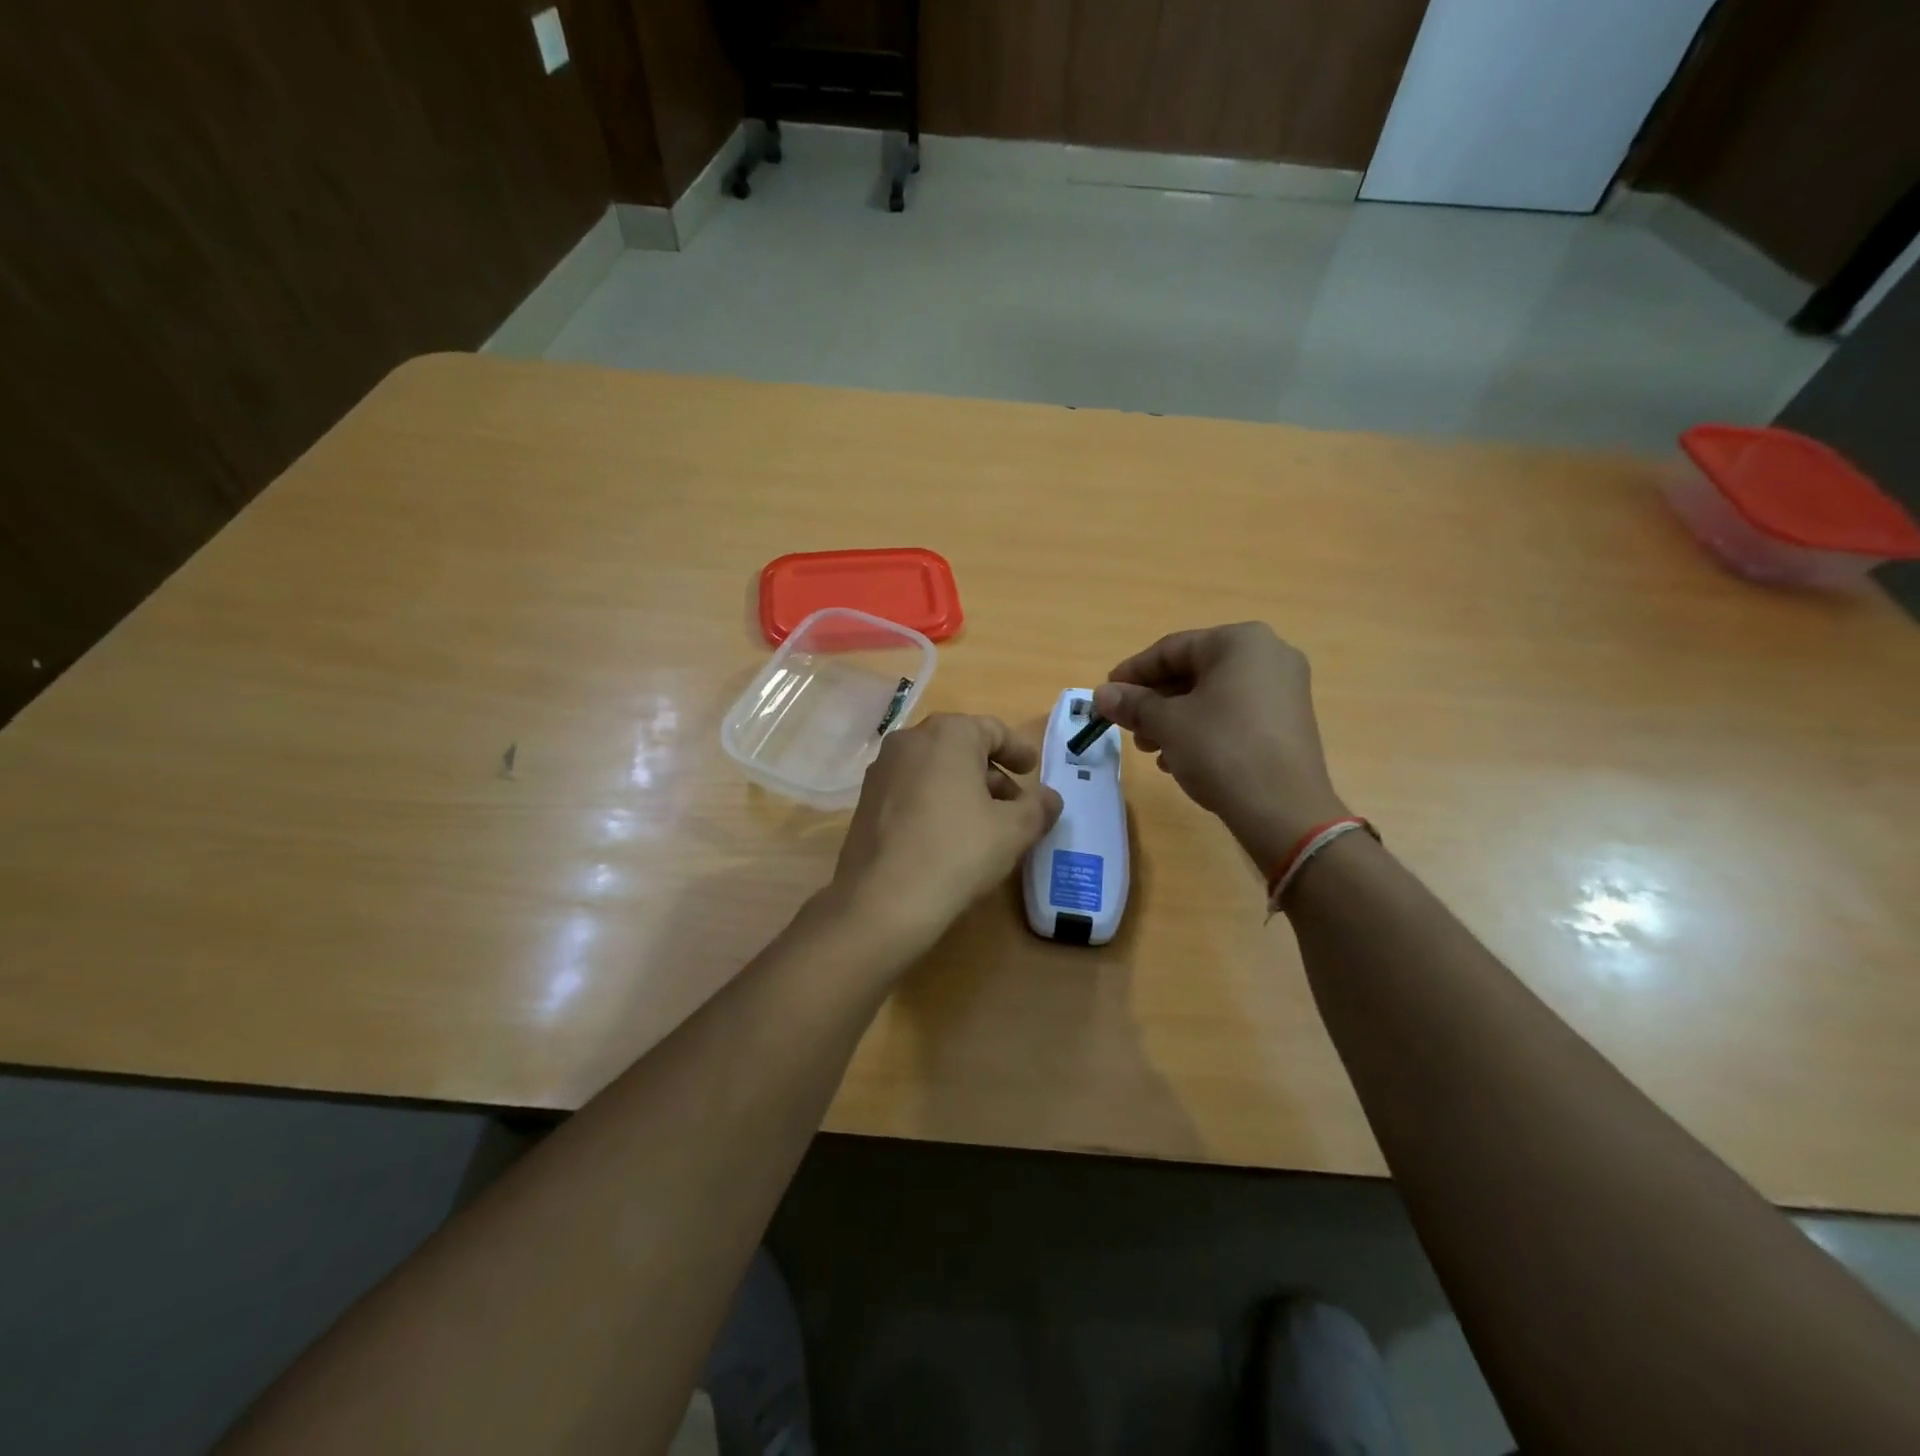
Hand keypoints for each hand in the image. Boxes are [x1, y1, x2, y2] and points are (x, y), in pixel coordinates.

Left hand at [829, 714, 1062, 961]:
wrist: (882, 900)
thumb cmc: (957, 851)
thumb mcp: (1014, 830)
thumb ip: (1038, 807)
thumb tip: (1049, 798)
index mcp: (948, 734)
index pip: (992, 730)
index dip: (1018, 750)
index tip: (1032, 770)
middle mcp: (909, 741)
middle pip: (961, 748)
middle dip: (991, 773)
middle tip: (1015, 804)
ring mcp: (882, 771)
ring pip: (934, 770)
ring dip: (963, 789)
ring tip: (985, 824)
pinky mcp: (866, 802)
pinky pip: (911, 791)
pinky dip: (935, 802)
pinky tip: (948, 837)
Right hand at [1092, 623, 1347, 874]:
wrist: (1283, 809)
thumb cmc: (1221, 749)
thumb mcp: (1167, 724)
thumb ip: (1132, 703)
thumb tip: (1101, 694)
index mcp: (1240, 641)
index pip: (1171, 648)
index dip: (1133, 672)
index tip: (1107, 692)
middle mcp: (1268, 655)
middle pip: (1193, 671)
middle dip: (1154, 700)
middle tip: (1127, 726)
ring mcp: (1284, 689)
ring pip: (1212, 696)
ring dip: (1174, 719)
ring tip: (1149, 748)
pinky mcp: (1288, 722)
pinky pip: (1234, 714)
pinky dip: (1203, 730)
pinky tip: (1178, 759)